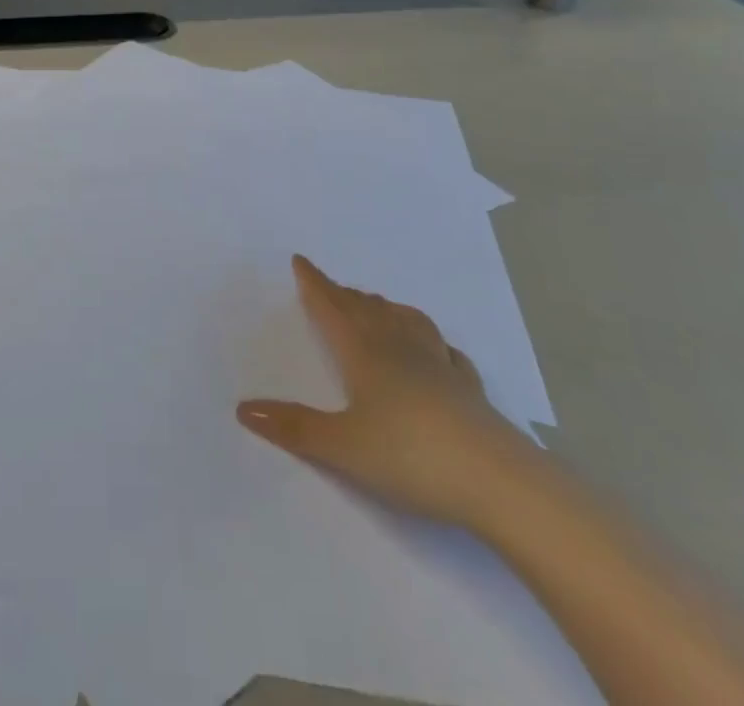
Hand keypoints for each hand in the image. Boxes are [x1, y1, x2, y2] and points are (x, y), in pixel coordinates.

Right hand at [237, 255, 533, 527]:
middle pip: (367, 309)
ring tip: (377, 305)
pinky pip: (447, 353)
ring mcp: (440, 366)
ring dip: (386, 309)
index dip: (315, 284)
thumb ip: (293, 428)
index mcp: (365, 353)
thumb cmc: (411, 457)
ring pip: (407, 322)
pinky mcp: (471, 391)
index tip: (301, 260)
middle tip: (330, 287)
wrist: (500, 483)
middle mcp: (400, 348)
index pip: (333, 308)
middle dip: (345, 295)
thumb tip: (242, 408)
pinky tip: (439, 351)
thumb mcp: (342, 447)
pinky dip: (434, 343)